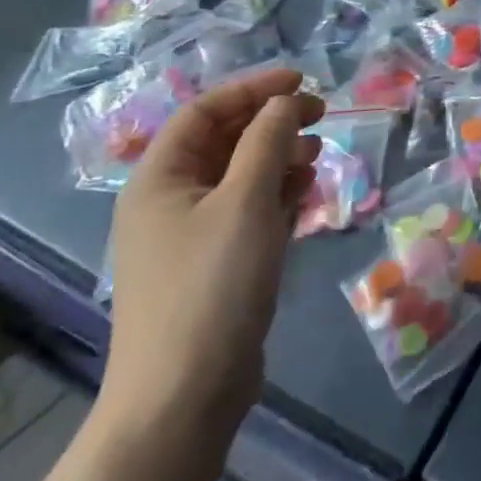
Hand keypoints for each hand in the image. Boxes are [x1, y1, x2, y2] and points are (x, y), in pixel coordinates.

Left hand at [102, 69, 322, 450]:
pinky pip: (248, 211)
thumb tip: (284, 100)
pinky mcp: (215, 265)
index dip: (252, 88)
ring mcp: (191, 236)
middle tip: (320, 118)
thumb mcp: (245, 202)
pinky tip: (304, 197)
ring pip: (241, 176)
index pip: (205, 111)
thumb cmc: (211, 286)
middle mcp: (170, 201)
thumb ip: (267, 141)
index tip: (302, 82)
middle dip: (272, 123)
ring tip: (316, 160)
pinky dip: (277, 196)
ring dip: (279, 158)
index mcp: (160, 179)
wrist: (184, 398)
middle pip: (224, 141)